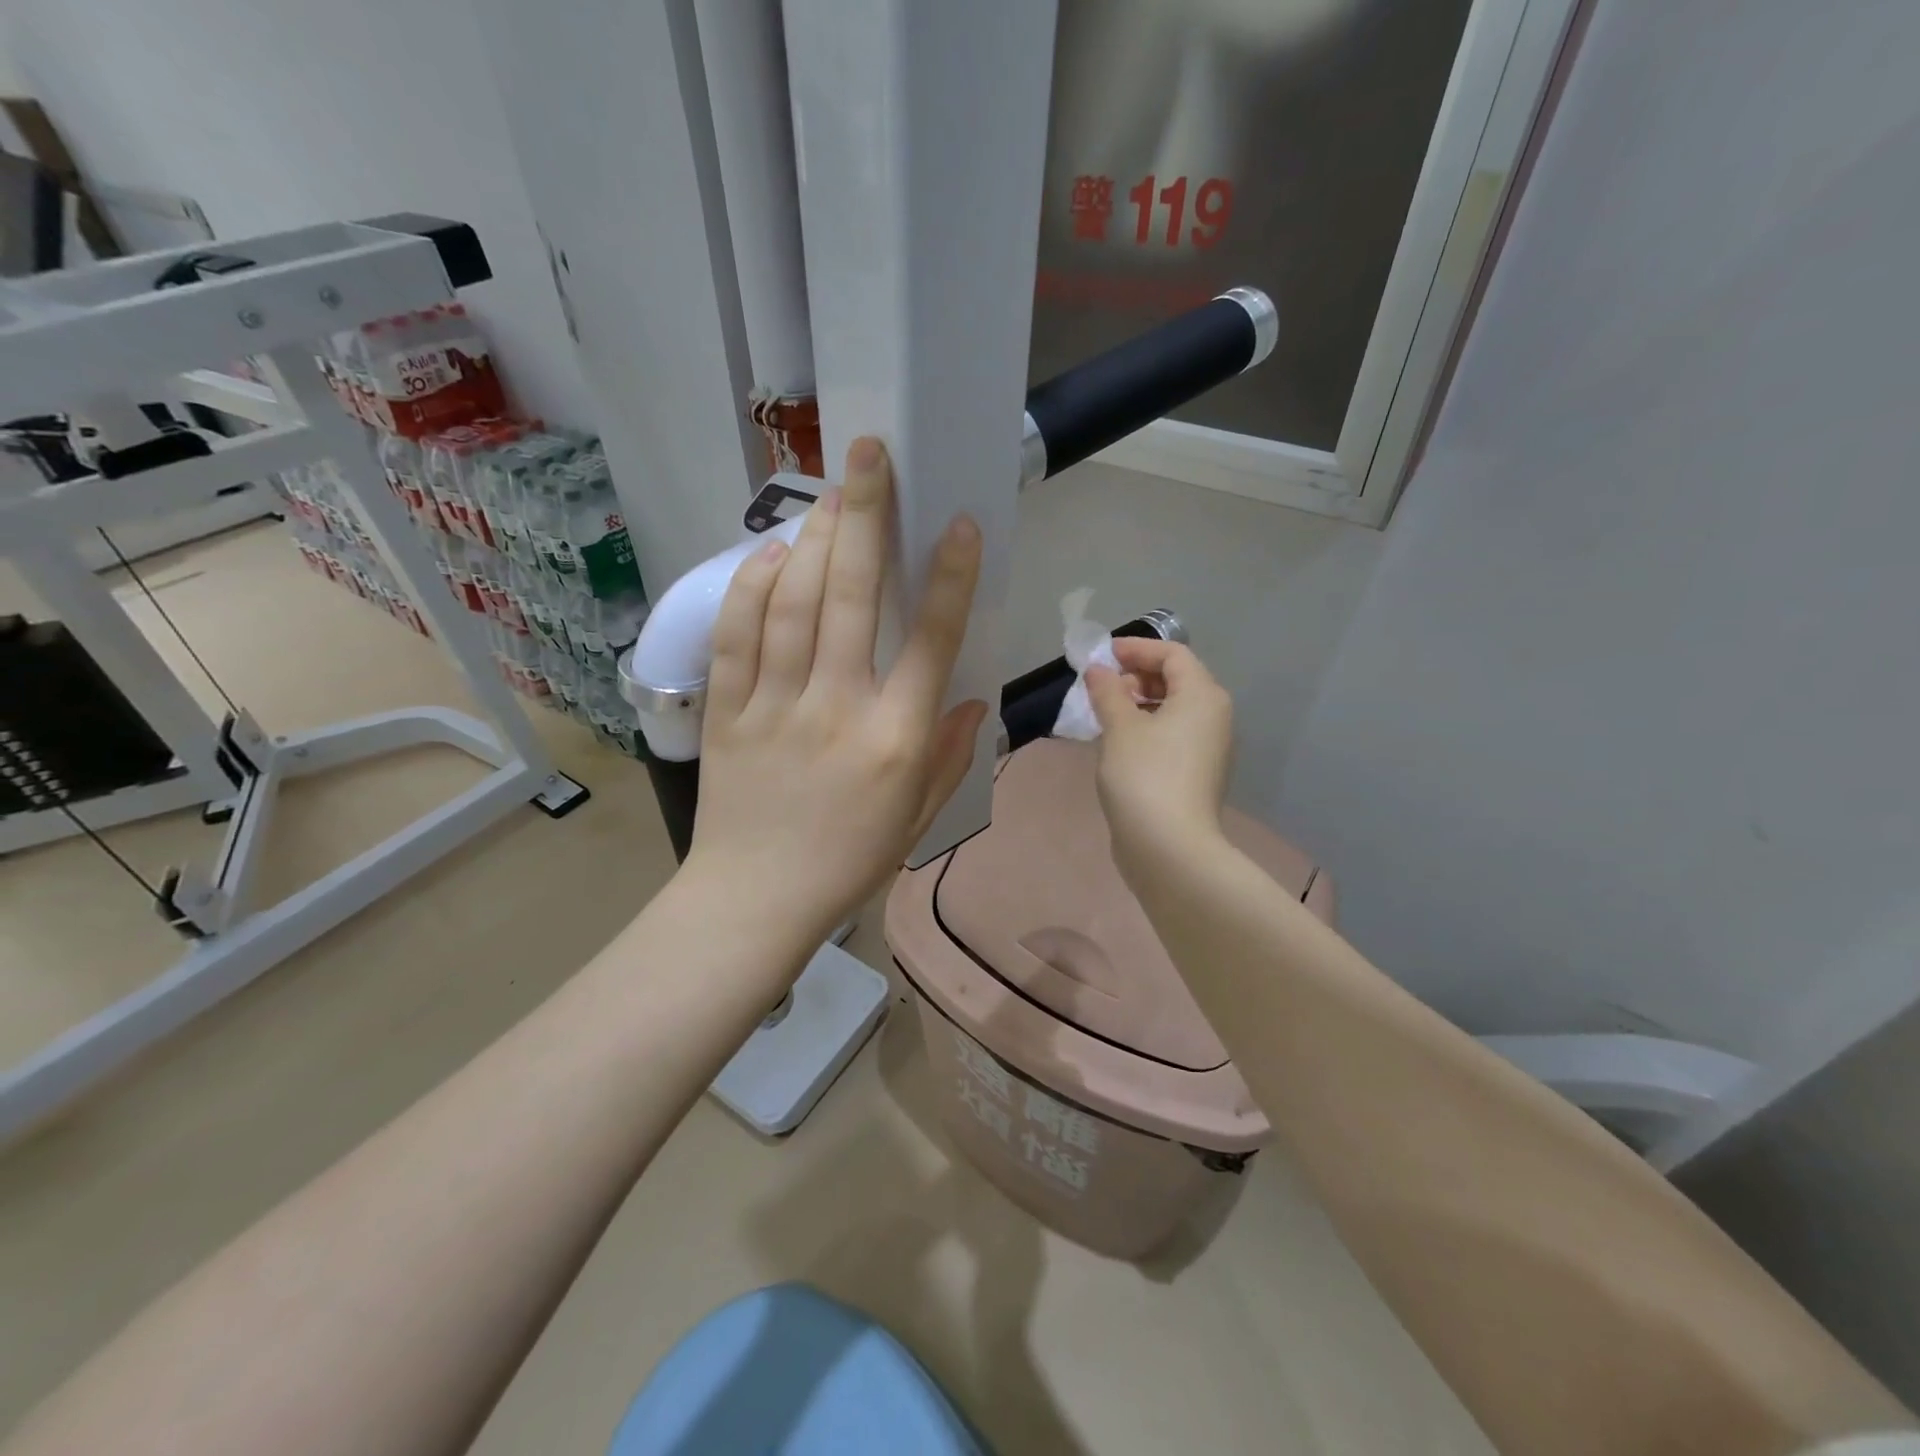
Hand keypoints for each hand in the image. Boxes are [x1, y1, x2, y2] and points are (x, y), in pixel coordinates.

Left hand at [684, 437, 987, 952]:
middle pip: (850, 596)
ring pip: (791, 602)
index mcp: (895, 738)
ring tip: (830, 493)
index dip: (950, 576)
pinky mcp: (727, 711)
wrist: (754, 902)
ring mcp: (775, 705)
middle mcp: (837, 708)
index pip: (930, 640)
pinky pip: (737, 636)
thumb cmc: (848, 863)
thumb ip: (949, 754)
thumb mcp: (918, 819)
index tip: (958, 523)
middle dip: (865, 515)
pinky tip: (770, 553)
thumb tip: (969, 696)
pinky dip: (751, 586)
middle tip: (870, 454)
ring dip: (813, 538)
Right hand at [1084, 639, 1234, 884]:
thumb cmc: (1144, 776)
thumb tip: (1098, 670)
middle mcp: (1214, 716)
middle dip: (1136, 676)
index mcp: (1202, 696)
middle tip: (1100, 686)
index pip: (1172, 654)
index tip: (1101, 656)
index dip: (1136, 648)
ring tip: (1103, 714)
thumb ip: (1107, 691)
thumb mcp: (1119, 727)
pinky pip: (1172, 734)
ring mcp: (1208, 748)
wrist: (1169, 847)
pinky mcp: (1196, 773)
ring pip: (1173, 709)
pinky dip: (1146, 727)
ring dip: (1138, 703)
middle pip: (1177, 679)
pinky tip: (1117, 742)